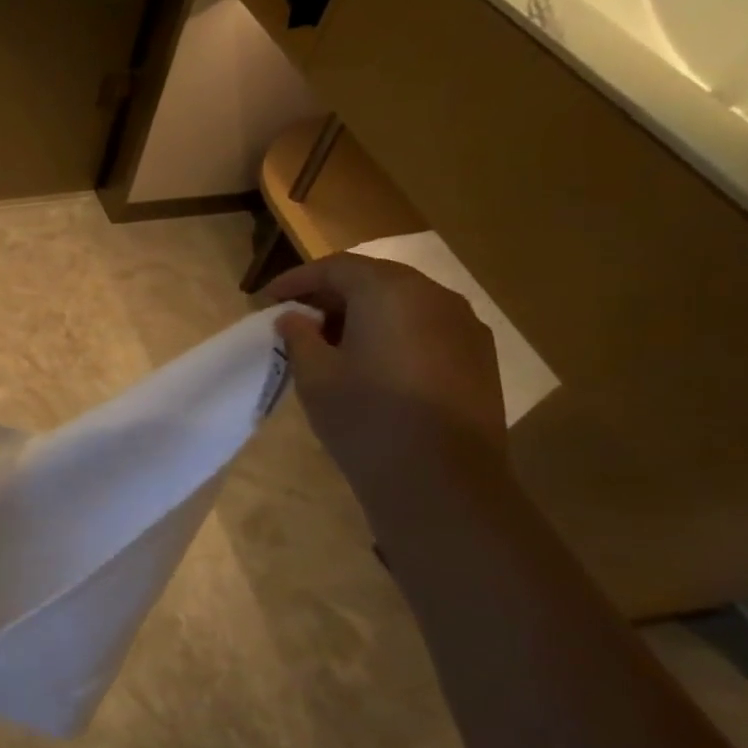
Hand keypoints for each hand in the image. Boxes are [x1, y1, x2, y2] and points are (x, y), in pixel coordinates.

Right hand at [265, 253, 506, 493]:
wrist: (441, 479)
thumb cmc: (365, 417)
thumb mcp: (314, 374)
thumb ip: (299, 336)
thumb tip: (295, 319)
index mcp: (390, 292)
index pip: (337, 267)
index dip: (298, 280)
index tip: (267, 301)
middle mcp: (435, 297)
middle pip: (375, 279)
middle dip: (331, 294)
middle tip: (296, 319)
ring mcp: (465, 326)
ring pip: (403, 303)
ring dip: (363, 313)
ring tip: (330, 342)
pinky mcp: (479, 357)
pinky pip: (426, 328)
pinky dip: (392, 332)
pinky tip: (371, 363)